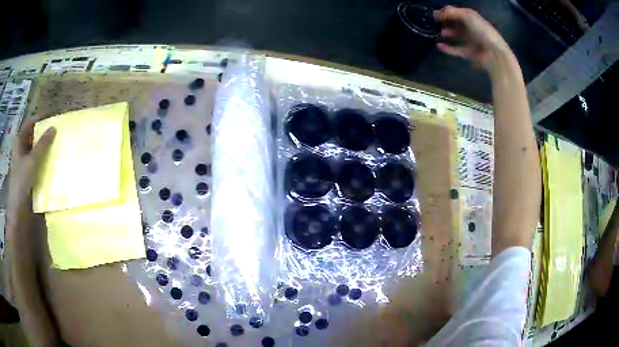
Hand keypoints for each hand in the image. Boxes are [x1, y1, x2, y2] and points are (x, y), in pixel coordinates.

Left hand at [7, 116, 54, 210]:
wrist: (19, 213)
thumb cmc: (21, 183)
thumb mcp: (31, 161)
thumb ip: (42, 145)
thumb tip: (54, 127)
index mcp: (19, 142)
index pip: (30, 123)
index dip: (40, 117)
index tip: (53, 116)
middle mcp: (22, 151)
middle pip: (33, 136)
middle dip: (44, 133)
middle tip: (58, 131)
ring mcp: (25, 165)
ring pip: (36, 151)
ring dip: (46, 148)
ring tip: (58, 146)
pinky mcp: (30, 177)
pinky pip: (39, 164)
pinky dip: (45, 162)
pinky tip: (53, 163)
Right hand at [434, 6, 511, 70]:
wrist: (494, 53)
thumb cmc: (482, 31)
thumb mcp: (467, 16)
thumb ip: (451, 12)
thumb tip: (437, 14)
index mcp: (471, 17)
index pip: (456, 12)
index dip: (445, 12)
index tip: (434, 14)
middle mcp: (471, 28)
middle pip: (455, 23)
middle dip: (445, 21)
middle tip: (434, 23)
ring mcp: (470, 41)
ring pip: (456, 35)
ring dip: (447, 33)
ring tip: (438, 32)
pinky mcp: (469, 53)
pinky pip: (456, 50)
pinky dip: (447, 48)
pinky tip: (439, 46)